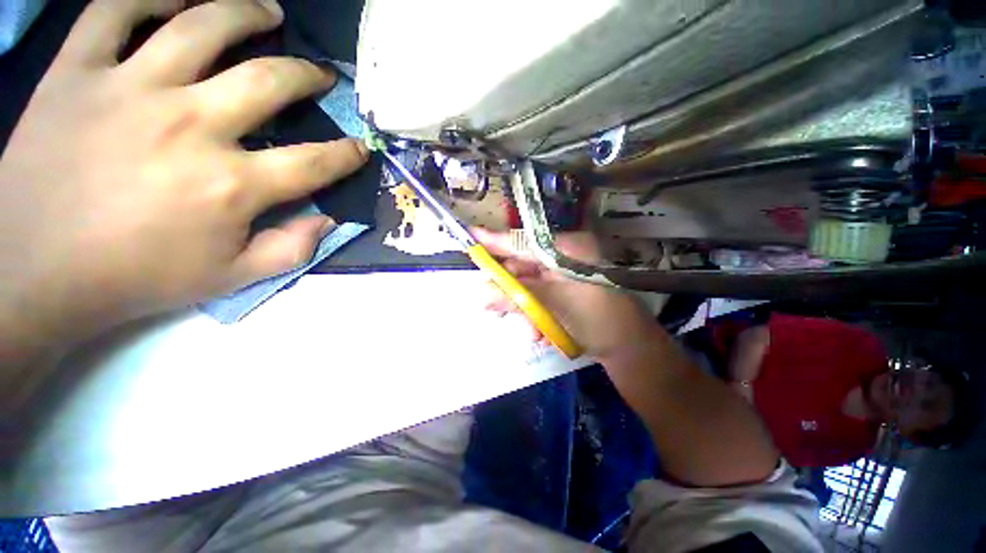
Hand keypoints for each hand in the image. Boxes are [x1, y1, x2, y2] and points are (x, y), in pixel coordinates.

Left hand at [0, 0, 367, 354]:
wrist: (34, 273)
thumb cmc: (137, 278)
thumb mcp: (231, 279)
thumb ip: (291, 250)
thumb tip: (329, 221)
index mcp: (230, 185)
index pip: (314, 162)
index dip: (346, 154)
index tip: (360, 146)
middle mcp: (189, 125)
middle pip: (268, 81)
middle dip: (308, 76)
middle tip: (321, 74)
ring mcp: (129, 89)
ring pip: (201, 26)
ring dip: (246, 13)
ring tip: (268, 13)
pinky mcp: (77, 72)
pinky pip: (115, 11)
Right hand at [473, 229, 655, 358]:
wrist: (630, 349)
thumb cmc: (597, 320)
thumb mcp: (553, 305)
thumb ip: (516, 296)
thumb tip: (481, 294)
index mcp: (567, 248)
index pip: (523, 241)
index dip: (496, 241)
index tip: (471, 236)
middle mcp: (564, 256)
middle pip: (523, 266)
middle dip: (508, 289)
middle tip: (488, 305)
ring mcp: (565, 273)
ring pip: (529, 285)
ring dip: (524, 309)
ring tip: (531, 331)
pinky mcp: (565, 289)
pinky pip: (540, 296)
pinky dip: (536, 313)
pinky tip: (541, 332)